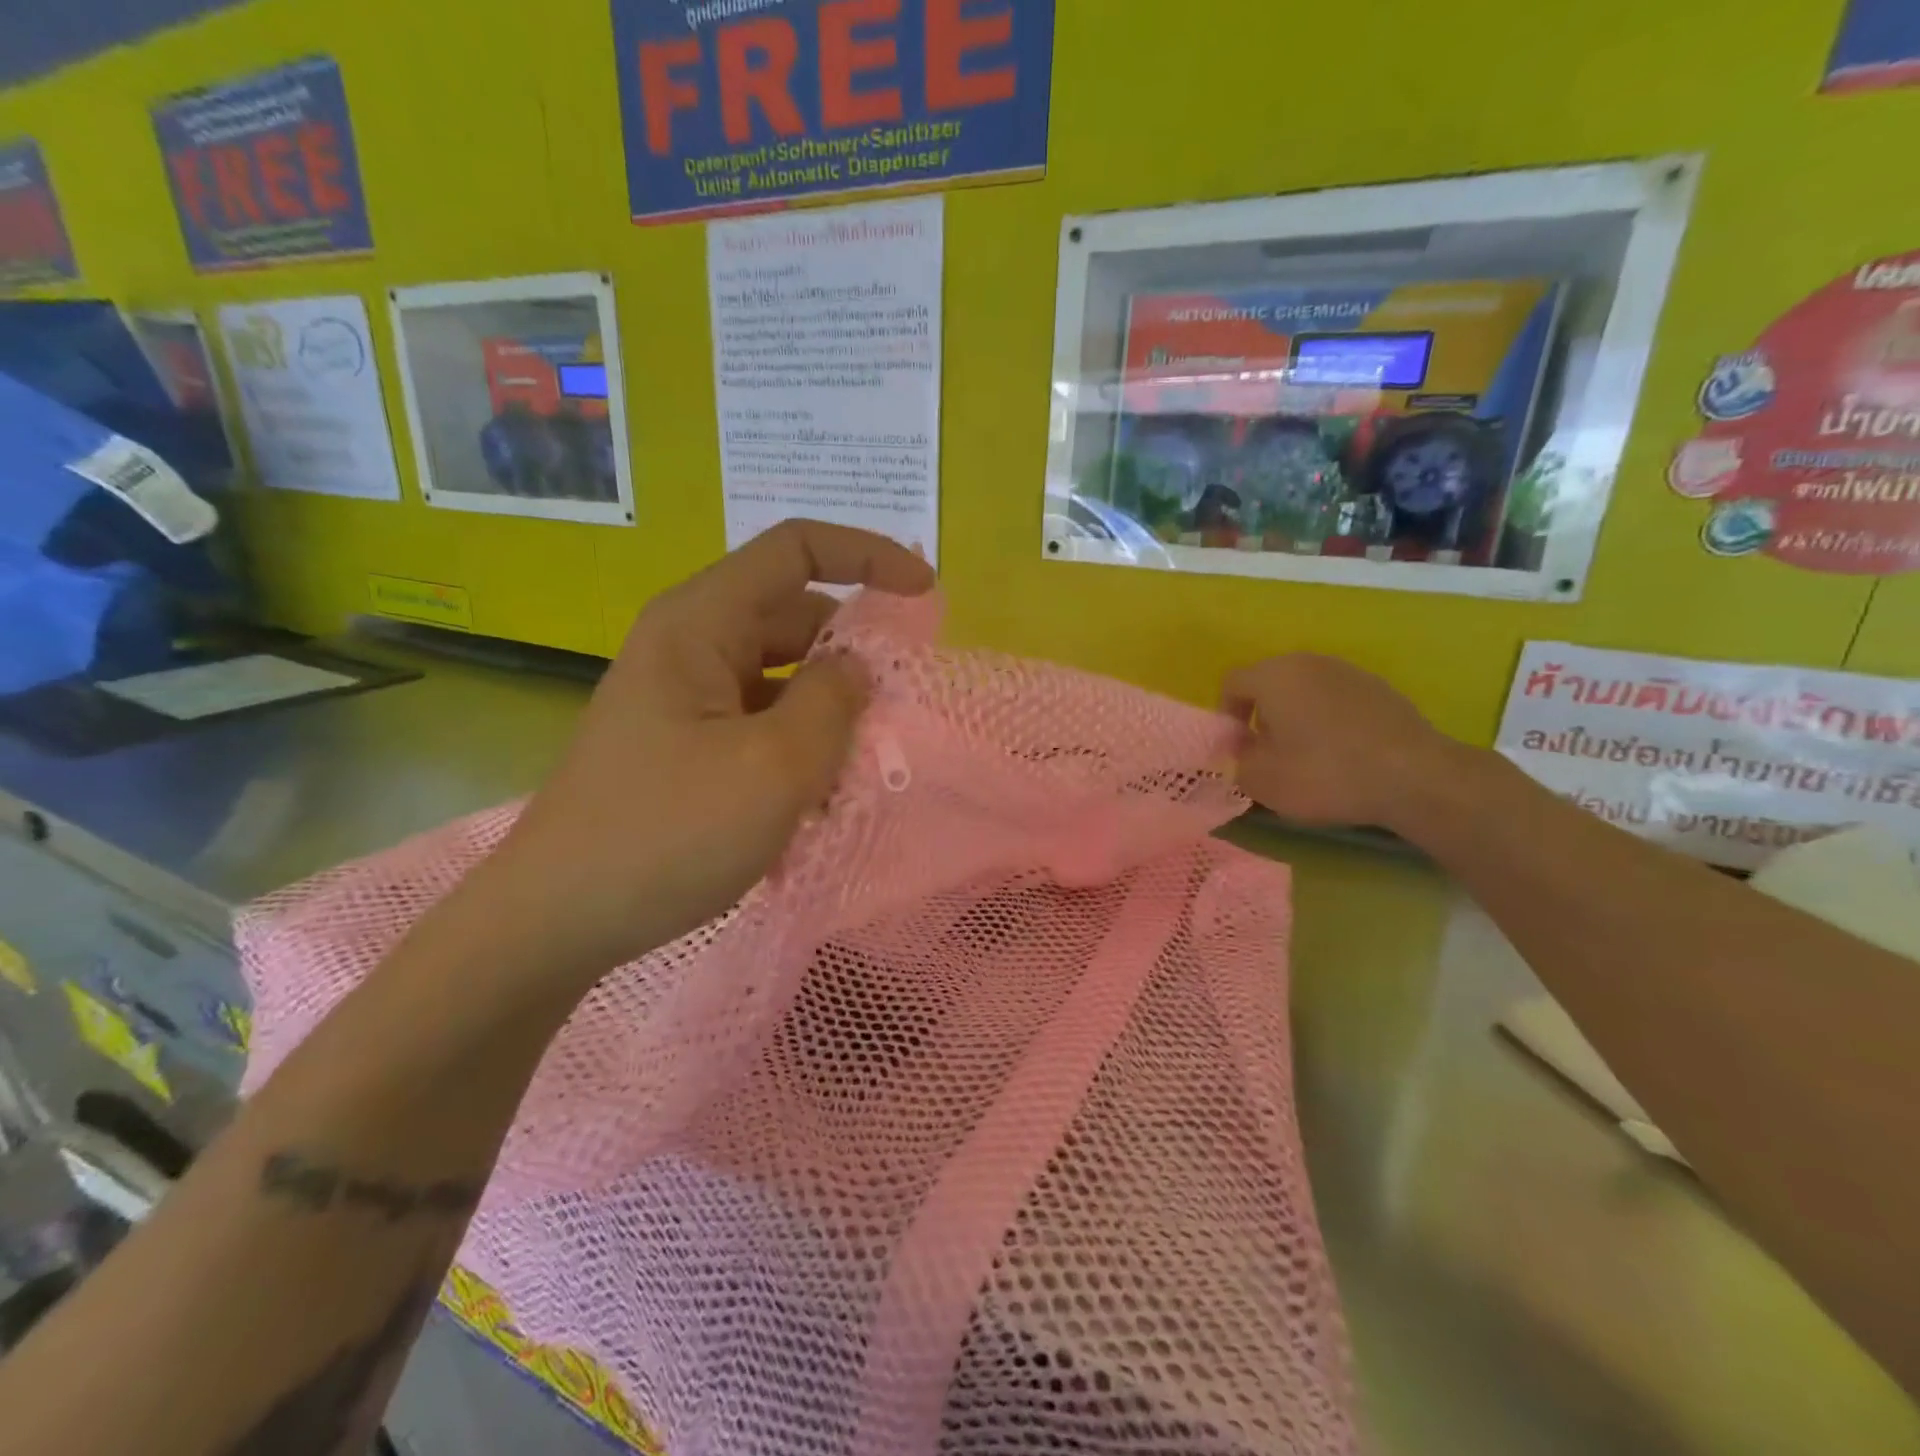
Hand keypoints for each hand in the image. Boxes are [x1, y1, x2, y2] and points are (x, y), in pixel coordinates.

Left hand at [475, 521, 934, 980]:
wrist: (557, 919)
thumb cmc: (668, 833)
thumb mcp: (776, 766)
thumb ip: (834, 701)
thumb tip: (857, 668)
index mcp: (700, 623)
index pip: (796, 549)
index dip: (868, 556)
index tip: (924, 595)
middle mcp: (690, 645)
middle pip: (794, 618)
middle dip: (853, 656)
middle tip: (895, 712)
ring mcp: (686, 697)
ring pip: (783, 677)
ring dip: (828, 712)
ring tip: (854, 770)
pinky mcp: (687, 742)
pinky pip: (761, 721)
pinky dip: (799, 746)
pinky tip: (814, 800)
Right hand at [1222, 653, 1460, 830]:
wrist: (1415, 777)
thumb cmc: (1325, 774)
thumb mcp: (1263, 781)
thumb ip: (1238, 762)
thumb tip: (1244, 751)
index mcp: (1274, 676)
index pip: (1232, 683)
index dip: (1227, 716)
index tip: (1239, 749)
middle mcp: (1309, 662)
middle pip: (1269, 682)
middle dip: (1262, 715)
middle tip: (1268, 752)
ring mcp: (1348, 672)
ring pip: (1305, 689)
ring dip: (1296, 716)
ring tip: (1307, 754)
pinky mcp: (1380, 688)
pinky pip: (1337, 699)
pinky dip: (1329, 720)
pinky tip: (1342, 753)